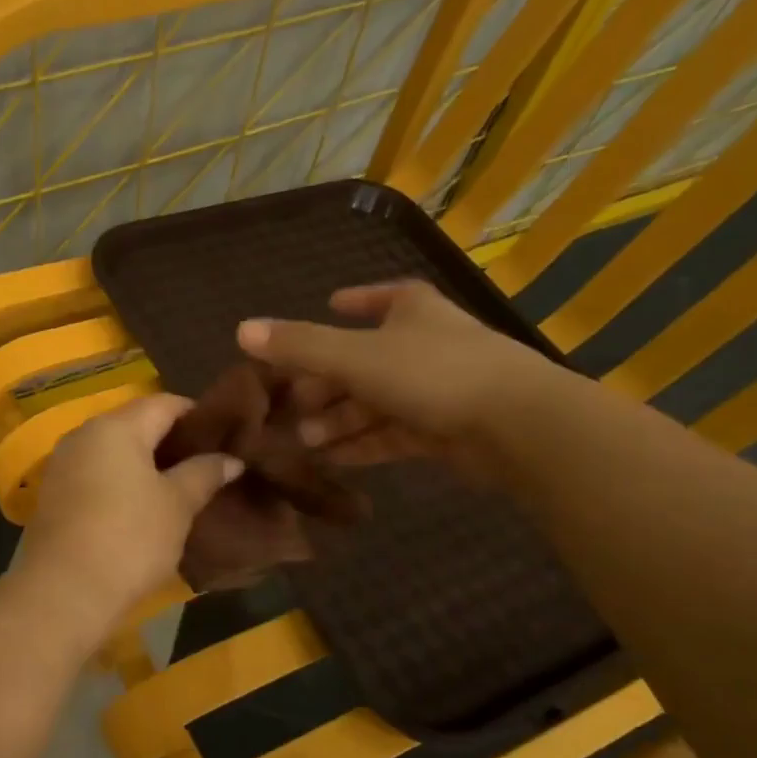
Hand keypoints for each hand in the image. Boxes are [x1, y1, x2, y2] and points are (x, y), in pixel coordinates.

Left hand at [8, 395, 240, 641]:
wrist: (63, 591)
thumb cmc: (129, 538)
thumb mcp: (177, 506)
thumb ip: (204, 473)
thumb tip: (230, 458)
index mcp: (116, 426)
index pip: (165, 403)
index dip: (199, 416)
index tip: (226, 437)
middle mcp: (83, 435)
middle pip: (136, 424)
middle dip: (172, 441)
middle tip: (207, 464)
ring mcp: (63, 464)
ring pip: (114, 452)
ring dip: (146, 464)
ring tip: (180, 486)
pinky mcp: (53, 495)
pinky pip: (96, 475)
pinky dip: (121, 482)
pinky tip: (143, 506)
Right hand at [236, 280, 561, 474]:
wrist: (516, 427)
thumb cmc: (433, 374)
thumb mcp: (355, 356)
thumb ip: (299, 346)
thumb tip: (240, 330)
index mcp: (412, 312)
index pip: (382, 298)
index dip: (355, 300)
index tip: (330, 303)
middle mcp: (425, 345)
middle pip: (365, 360)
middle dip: (326, 383)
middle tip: (290, 405)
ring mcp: (437, 390)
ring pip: (375, 402)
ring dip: (338, 420)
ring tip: (303, 440)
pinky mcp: (444, 431)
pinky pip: (392, 434)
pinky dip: (362, 443)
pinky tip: (332, 459)